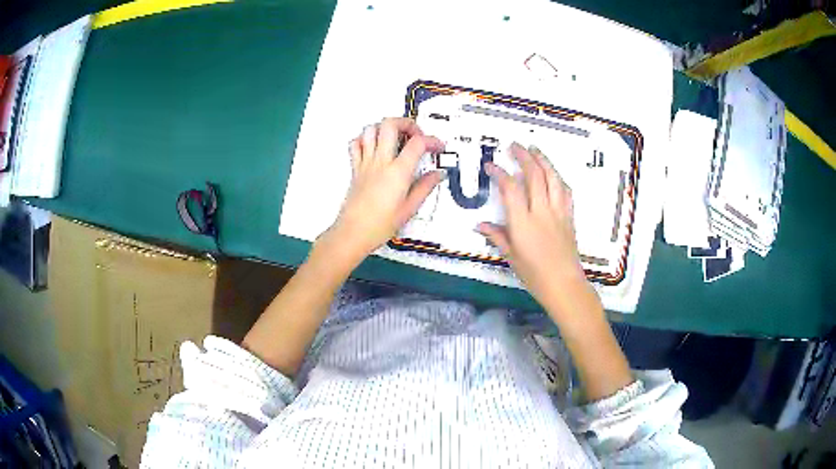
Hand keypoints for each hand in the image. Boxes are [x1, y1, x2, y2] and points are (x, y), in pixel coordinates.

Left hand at [326, 117, 444, 259]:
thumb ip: (425, 187)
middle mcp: (380, 161)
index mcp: (398, 172)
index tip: (438, 148)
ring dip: (385, 128)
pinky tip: (374, 147)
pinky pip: (355, 144)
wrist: (353, 233)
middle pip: (390, 124)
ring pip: (370, 129)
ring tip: (396, 138)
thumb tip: (438, 174)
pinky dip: (365, 139)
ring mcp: (365, 162)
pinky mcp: (355, 168)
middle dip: (406, 123)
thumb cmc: (381, 225)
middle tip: (415, 135)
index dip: (432, 140)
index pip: (417, 143)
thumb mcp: (410, 208)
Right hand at [477, 143, 588, 314]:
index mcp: (523, 222)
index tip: (491, 165)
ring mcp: (558, 212)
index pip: (510, 189)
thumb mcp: (511, 256)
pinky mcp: (569, 216)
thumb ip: (497, 236)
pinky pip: (565, 191)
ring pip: (552, 178)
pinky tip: (553, 173)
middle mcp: (541, 211)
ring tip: (535, 149)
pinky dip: (558, 177)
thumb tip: (479, 225)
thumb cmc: (534, 274)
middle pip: (534, 175)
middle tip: (514, 146)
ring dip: (543, 160)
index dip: (500, 173)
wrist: (564, 284)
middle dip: (523, 156)